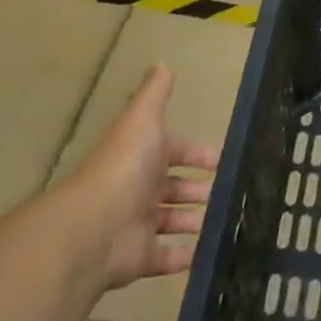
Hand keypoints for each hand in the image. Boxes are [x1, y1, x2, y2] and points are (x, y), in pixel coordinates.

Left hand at [69, 63, 220, 290]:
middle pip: (172, 187)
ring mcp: (137, 225)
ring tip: (222, 222)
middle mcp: (138, 189)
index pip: (173, 151)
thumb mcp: (143, 118)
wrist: (94, 226)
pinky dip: (184, 257)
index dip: (195, 153)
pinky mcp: (140, 258)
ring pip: (170, 221)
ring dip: (192, 220)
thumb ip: (155, 93)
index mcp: (142, 156)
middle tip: (226, 193)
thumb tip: (161, 62)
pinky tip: (206, 253)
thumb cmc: (125, 166)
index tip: (220, 159)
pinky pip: (165, 258)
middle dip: (196, 188)